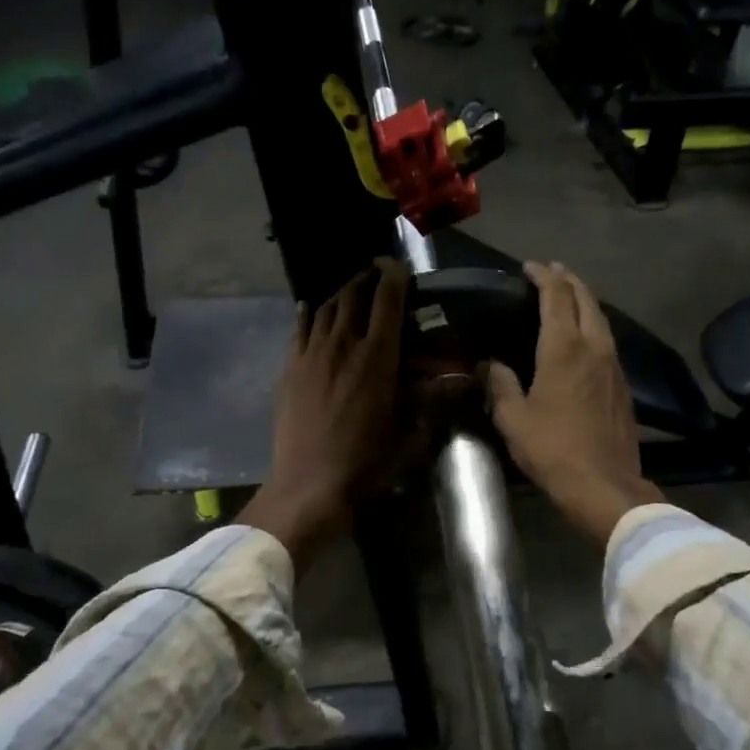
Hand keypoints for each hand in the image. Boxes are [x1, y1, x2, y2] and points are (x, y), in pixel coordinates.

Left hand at [241, 258, 411, 569]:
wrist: (309, 484)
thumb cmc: (366, 464)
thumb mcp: (409, 435)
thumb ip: (432, 402)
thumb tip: (459, 382)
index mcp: (377, 358)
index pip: (387, 302)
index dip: (394, 277)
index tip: (398, 266)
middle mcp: (342, 345)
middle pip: (353, 296)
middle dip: (366, 279)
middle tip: (375, 274)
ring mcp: (311, 354)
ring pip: (324, 308)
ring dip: (340, 293)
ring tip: (349, 290)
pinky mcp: (290, 368)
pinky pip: (299, 328)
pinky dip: (308, 313)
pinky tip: (310, 309)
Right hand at [483, 261, 662, 546]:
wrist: (604, 484)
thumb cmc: (552, 449)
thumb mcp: (513, 419)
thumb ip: (500, 385)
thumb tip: (490, 364)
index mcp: (564, 348)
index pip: (556, 297)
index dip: (543, 276)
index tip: (530, 267)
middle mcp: (594, 347)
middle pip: (586, 299)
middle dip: (569, 280)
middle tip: (552, 272)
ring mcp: (614, 365)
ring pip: (602, 319)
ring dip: (584, 301)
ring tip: (568, 296)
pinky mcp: (623, 385)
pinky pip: (608, 340)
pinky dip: (594, 325)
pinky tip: (585, 337)